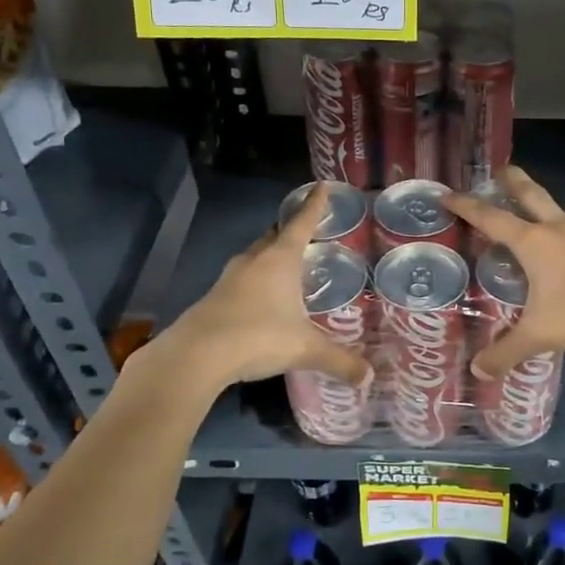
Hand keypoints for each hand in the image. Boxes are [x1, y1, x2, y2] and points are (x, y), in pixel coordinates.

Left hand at [163, 187, 373, 389]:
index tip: (321, 186)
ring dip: (269, 258)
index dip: (314, 205)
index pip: (302, 223)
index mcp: (281, 259)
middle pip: (274, 236)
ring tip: (285, 267)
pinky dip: (254, 282)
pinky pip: (240, 280)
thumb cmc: (259, 337)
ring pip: (254, 257)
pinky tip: (260, 301)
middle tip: (305, 234)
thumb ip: (338, 360)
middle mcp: (255, 260)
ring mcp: (229, 278)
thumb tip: (367, 377)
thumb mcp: (305, 349)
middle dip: (289, 232)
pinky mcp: (213, 297)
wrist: (197, 355)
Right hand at [444, 167, 564, 377]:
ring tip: (532, 211)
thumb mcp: (540, 334)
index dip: (467, 206)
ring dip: (541, 205)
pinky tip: (564, 246)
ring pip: (557, 211)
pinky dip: (562, 230)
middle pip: (530, 194)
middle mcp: (557, 229)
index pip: (491, 217)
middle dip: (513, 180)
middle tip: (500, 169)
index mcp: (533, 242)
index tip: (448, 194)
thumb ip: (506, 351)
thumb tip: (478, 370)